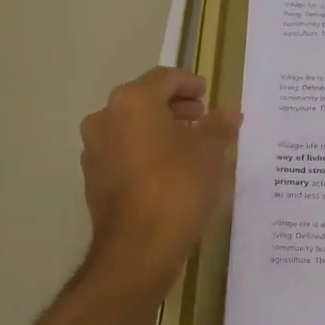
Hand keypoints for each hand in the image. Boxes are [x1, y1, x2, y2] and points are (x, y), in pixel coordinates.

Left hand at [80, 67, 240, 293]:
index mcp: (133, 101)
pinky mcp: (94, 179)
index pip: (164, 78)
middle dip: (174, 107)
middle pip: (143, 101)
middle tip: (202, 119)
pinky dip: (146, 153)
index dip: (190, 83)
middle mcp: (105, 118)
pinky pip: (124, 153)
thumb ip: (219, 126)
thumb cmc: (178, 186)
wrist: (139, 246)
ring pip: (131, 128)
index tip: (208, 95)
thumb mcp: (210, 152)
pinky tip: (170, 171)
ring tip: (189, 147)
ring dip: (159, 131)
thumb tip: (230, 112)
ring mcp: (94, 150)